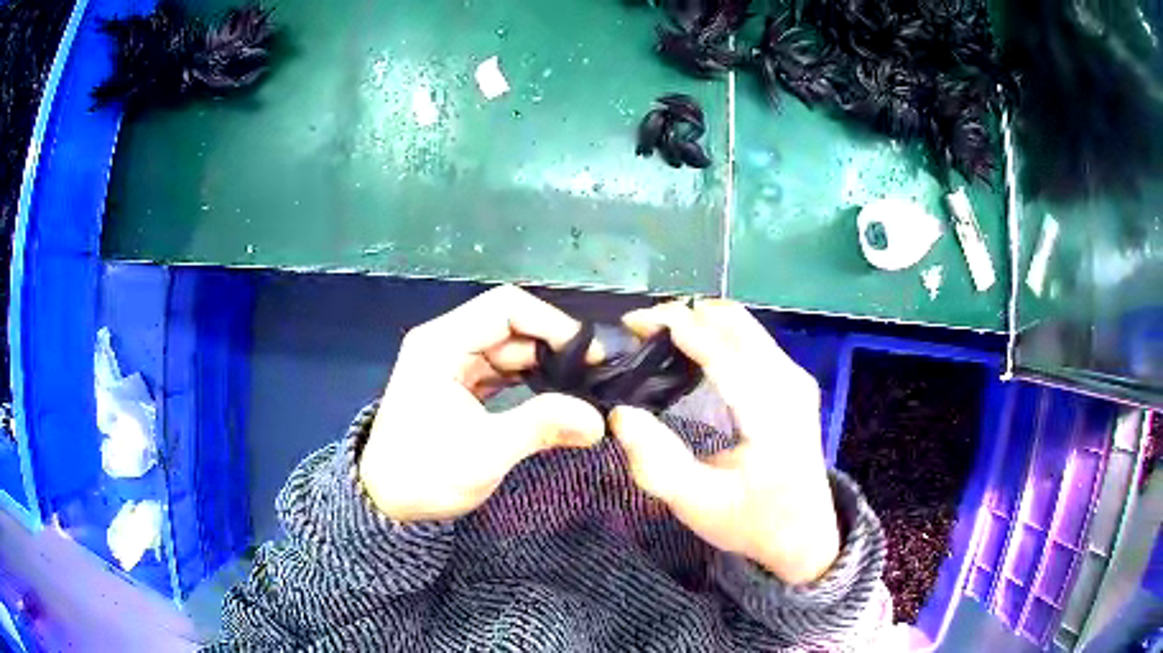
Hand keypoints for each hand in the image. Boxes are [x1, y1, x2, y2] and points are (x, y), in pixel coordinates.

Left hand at [359, 285, 605, 521]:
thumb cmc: (425, 475)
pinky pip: (503, 372)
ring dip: (547, 365)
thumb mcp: (485, 452)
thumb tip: (598, 420)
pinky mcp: (460, 386)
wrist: (387, 504)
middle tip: (597, 375)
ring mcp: (453, 364)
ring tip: (585, 387)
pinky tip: (559, 397)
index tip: (590, 354)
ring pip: (511, 350)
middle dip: (555, 347)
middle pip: (511, 327)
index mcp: (441, 344)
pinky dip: (532, 382)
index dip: (552, 323)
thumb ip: (541, 427)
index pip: (506, 308)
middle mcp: (447, 344)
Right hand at [610, 299, 839, 584]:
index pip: (722, 349)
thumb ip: (657, 464)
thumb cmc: (751, 522)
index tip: (631, 324)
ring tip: (658, 340)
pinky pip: (752, 338)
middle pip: (735, 322)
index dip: (676, 326)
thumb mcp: (698, 505)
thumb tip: (621, 413)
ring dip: (699, 321)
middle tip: (640, 333)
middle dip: (684, 315)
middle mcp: (790, 382)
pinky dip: (716, 333)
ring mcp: (797, 377)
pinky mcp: (794, 379)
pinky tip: (690, 351)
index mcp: (772, 414)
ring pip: (745, 324)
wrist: (804, 534)